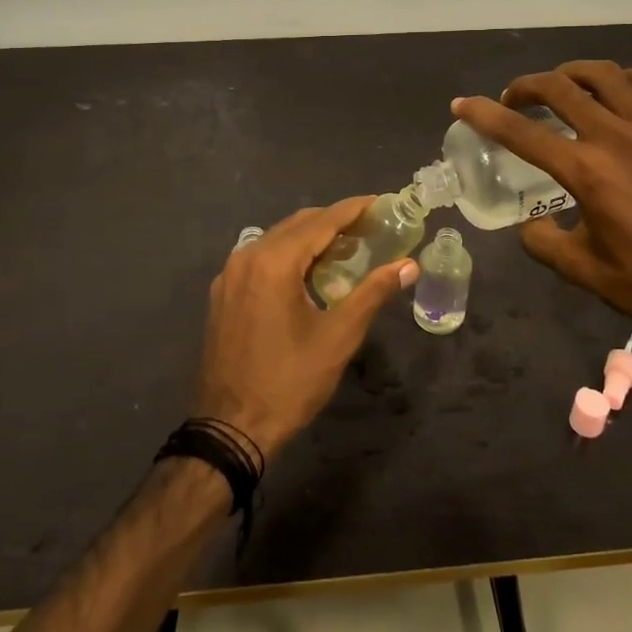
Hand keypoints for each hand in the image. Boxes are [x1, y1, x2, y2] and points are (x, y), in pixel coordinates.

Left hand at [192, 199, 418, 460]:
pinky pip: (261, 259)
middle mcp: (247, 256)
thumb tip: (408, 266)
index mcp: (274, 261)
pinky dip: (289, 256)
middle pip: (298, 224)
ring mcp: (229, 274)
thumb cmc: (289, 382)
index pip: (321, 221)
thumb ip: (373, 293)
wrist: (230, 428)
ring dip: (311, 239)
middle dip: (335, 221)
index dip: (354, 209)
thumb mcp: (338, 337)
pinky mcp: (223, 293)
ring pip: (277, 240)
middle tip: (371, 228)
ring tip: (348, 249)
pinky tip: (310, 274)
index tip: (382, 202)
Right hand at [452, 62, 631, 355]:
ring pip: (608, 76)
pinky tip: (628, 88)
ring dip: (574, 73)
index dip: (484, 114)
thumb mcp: (584, 271)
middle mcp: (619, 138)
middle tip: (514, 99)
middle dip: (526, 87)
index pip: (522, 133)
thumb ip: (543, 243)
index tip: (462, 104)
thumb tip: (528, 225)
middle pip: (560, 89)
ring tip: (562, 85)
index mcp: (587, 172)